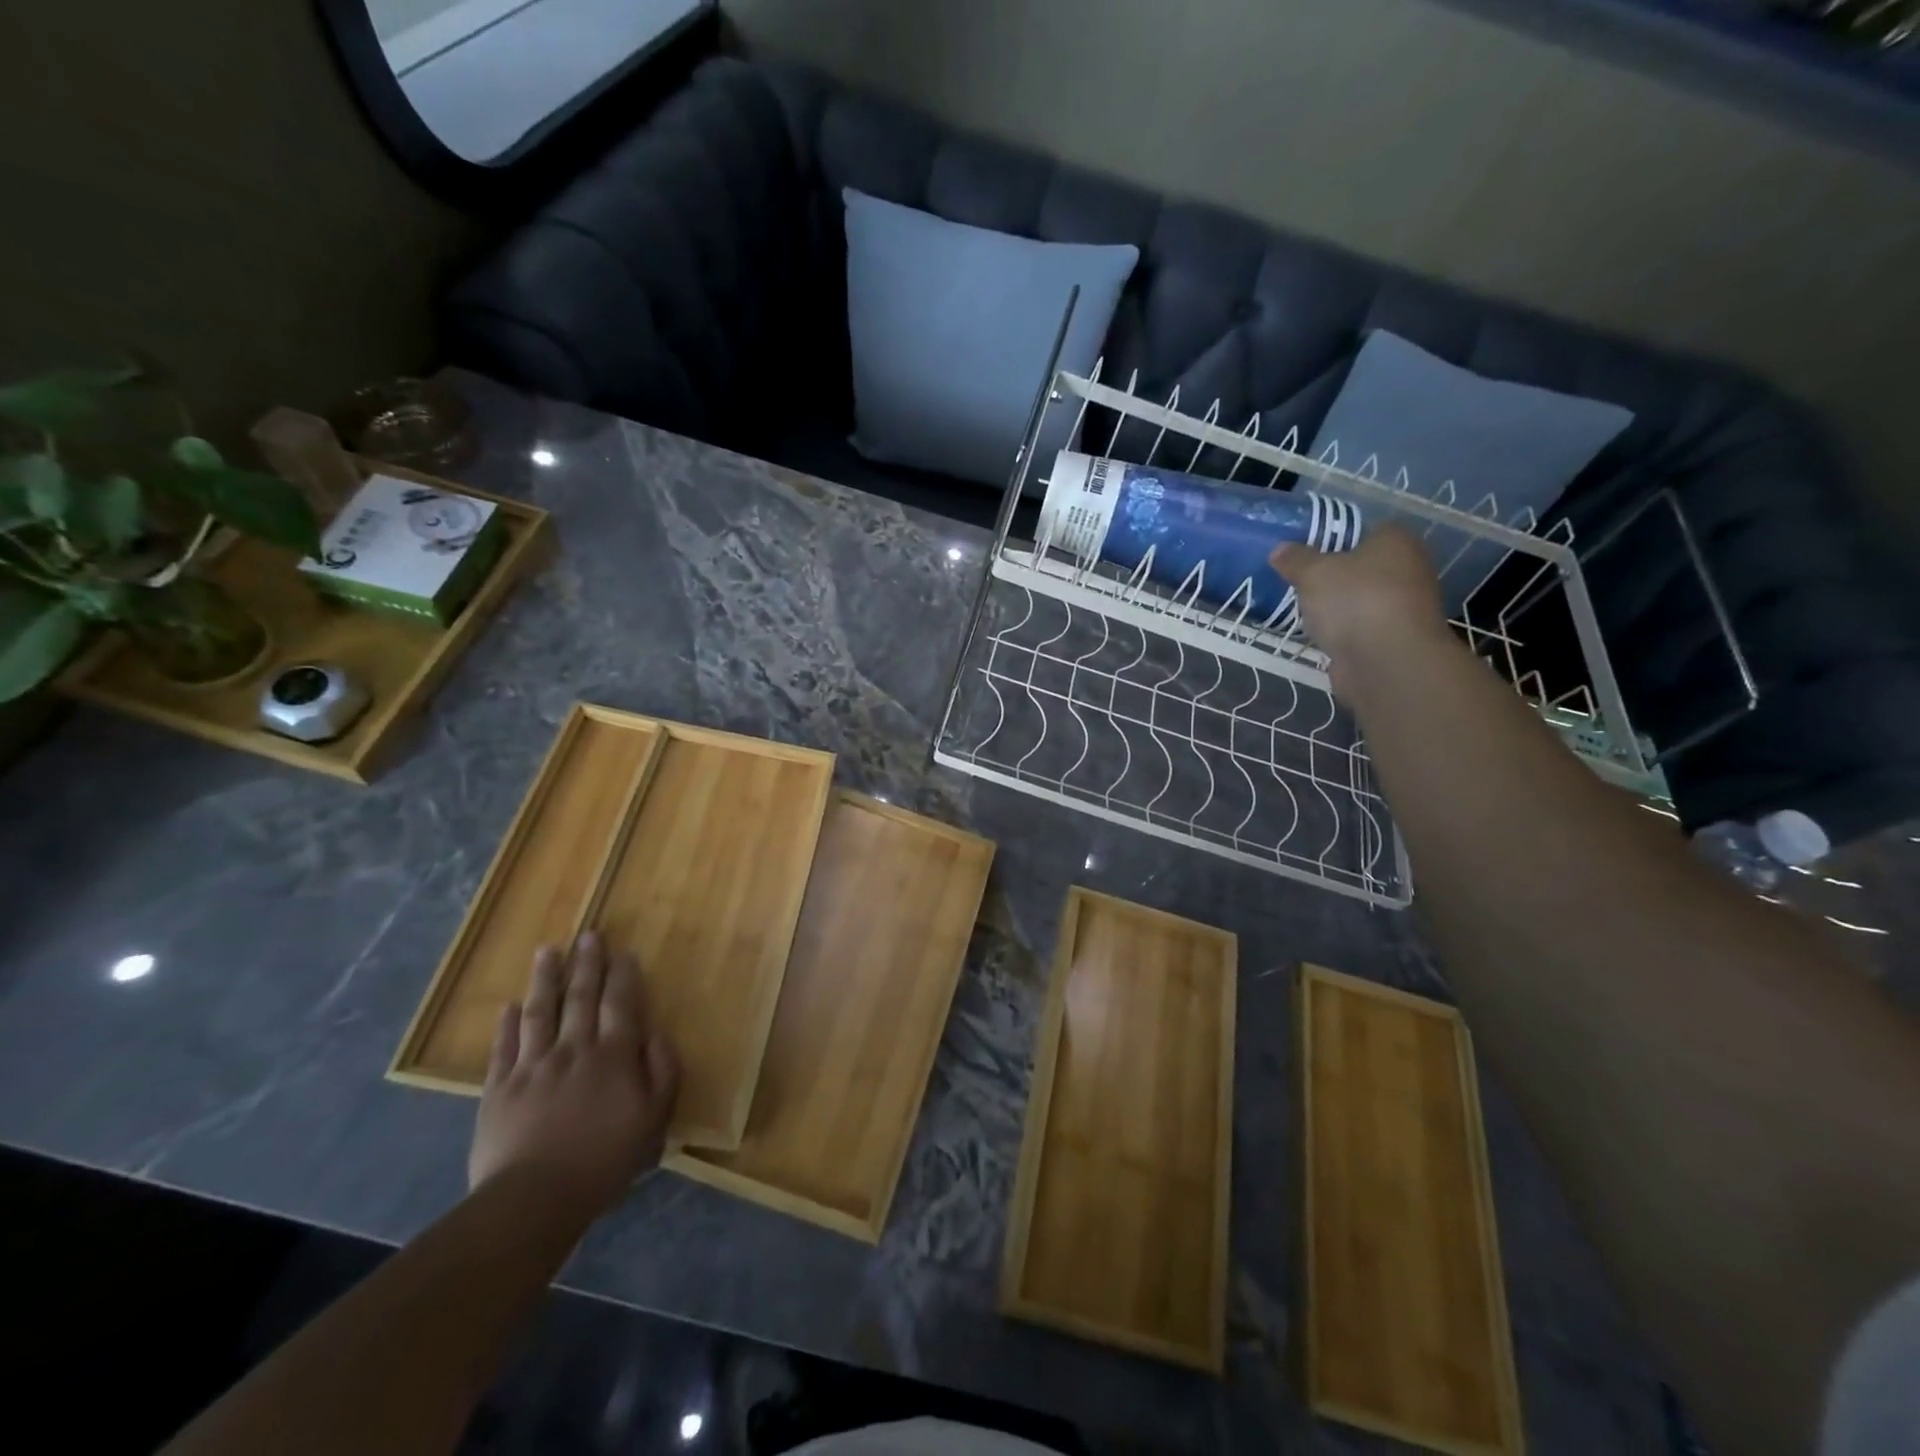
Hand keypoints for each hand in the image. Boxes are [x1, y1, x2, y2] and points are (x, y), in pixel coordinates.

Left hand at [468, 932, 679, 1218]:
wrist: (533, 1199)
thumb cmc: (604, 1161)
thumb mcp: (654, 1120)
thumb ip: (662, 1072)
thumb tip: (657, 1035)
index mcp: (613, 1055)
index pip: (621, 1003)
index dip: (623, 975)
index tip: (624, 952)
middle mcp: (574, 1049)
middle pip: (580, 997)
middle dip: (587, 964)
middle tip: (588, 934)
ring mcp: (532, 1066)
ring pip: (540, 1012)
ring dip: (545, 979)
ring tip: (547, 951)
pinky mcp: (499, 1089)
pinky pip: (504, 1047)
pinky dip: (507, 1024)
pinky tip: (510, 1006)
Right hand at [1271, 526, 1449, 697]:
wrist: (1388, 662)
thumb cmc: (1355, 602)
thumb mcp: (1313, 573)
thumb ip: (1295, 560)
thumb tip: (1280, 549)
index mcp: (1395, 541)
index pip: (1365, 530)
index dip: (1334, 539)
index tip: (1305, 554)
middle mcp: (1408, 569)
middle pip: (1363, 567)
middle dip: (1335, 576)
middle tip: (1300, 583)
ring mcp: (1405, 607)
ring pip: (1362, 600)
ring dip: (1339, 608)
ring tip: (1305, 613)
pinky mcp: (1395, 640)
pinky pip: (1362, 629)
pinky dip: (1345, 633)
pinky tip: (1322, 638)